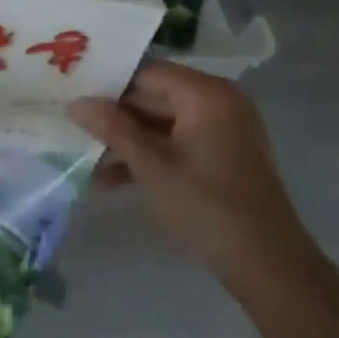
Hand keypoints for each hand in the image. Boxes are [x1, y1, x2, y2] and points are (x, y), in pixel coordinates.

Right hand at [68, 61, 310, 284]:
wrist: (266, 264)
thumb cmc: (205, 207)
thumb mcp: (150, 166)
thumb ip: (112, 128)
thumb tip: (76, 103)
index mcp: (206, 94)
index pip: (146, 73)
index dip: (107, 85)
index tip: (72, 98)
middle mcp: (217, 102)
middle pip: (152, 97)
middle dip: (113, 119)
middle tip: (72, 131)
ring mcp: (221, 130)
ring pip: (159, 124)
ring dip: (125, 143)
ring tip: (86, 166)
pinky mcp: (220, 155)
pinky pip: (175, 143)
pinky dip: (148, 157)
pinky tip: (111, 181)